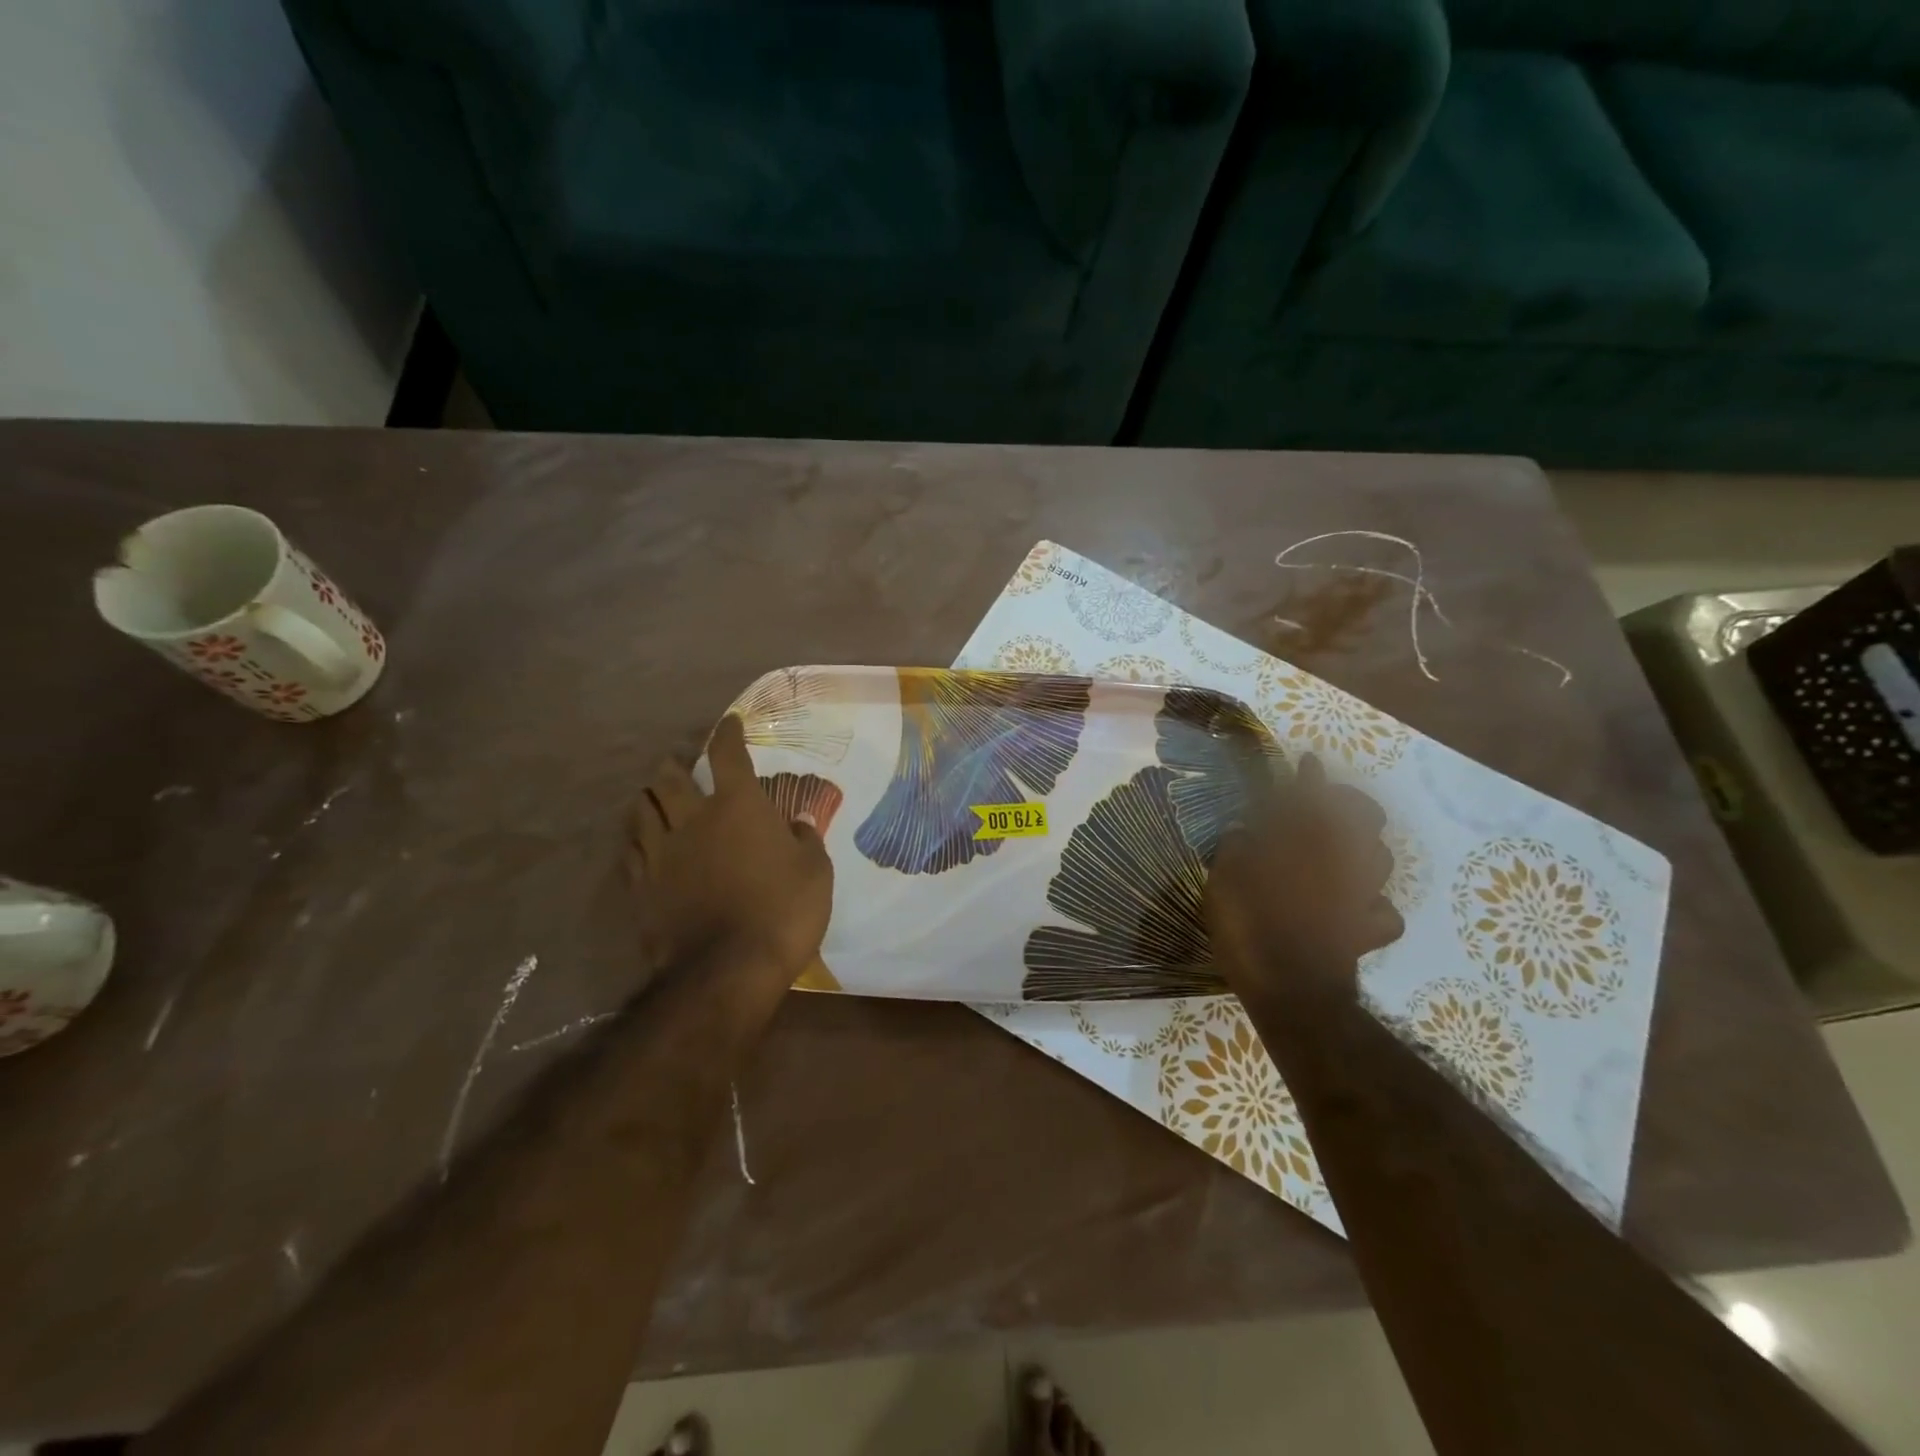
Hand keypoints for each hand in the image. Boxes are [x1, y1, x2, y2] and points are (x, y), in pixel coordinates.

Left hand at [627, 714, 833, 991]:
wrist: (728, 969)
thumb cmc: (783, 911)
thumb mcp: (816, 871)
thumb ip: (806, 839)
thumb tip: (799, 820)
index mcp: (738, 807)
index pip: (729, 755)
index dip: (727, 734)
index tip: (728, 723)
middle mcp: (693, 819)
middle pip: (670, 778)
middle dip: (673, 763)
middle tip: (676, 761)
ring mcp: (662, 853)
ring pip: (642, 810)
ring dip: (647, 797)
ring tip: (651, 795)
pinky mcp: (642, 887)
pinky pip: (632, 851)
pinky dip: (637, 838)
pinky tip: (640, 841)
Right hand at [1205, 755, 1403, 1006]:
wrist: (1291, 990)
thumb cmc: (1251, 926)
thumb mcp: (1224, 879)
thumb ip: (1235, 849)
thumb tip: (1243, 834)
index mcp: (1303, 842)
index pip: (1311, 796)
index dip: (1309, 777)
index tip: (1308, 760)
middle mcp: (1341, 860)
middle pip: (1364, 818)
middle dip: (1349, 804)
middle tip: (1326, 804)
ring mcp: (1361, 894)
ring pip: (1382, 858)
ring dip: (1365, 846)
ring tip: (1342, 848)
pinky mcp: (1369, 928)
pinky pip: (1382, 909)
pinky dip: (1372, 903)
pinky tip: (1356, 904)